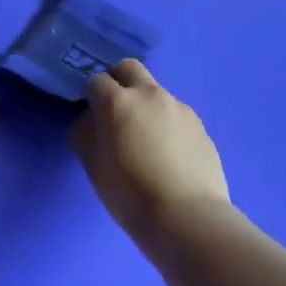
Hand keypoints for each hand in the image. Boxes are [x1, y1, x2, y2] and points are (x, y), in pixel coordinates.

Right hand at [71, 60, 230, 239]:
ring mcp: (180, 109)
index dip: (89, 96)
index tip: (89, 115)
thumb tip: (92, 120)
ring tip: (143, 139)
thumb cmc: (128, 192)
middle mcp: (150, 95)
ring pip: (154, 92)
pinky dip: (164, 123)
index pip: (95, 81)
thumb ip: (86, 133)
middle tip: (113, 110)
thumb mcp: (92, 164)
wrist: (186, 217)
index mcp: (118, 102)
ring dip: (143, 104)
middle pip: (129, 68)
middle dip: (117, 81)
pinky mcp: (200, 126)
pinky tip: (165, 153)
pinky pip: (174, 114)